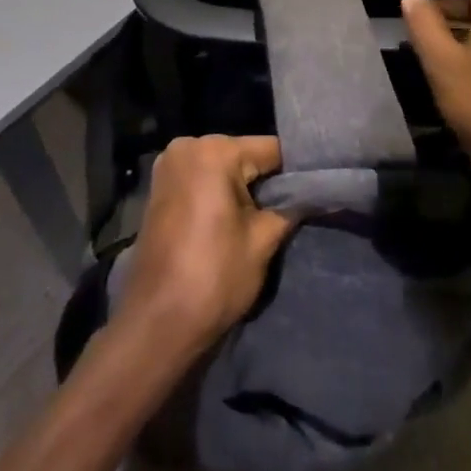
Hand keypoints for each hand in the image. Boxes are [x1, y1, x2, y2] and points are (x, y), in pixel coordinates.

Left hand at [115, 135, 295, 358]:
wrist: (157, 323)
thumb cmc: (214, 277)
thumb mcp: (263, 241)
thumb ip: (289, 208)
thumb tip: (312, 194)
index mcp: (214, 151)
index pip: (270, 149)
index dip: (295, 172)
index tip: (314, 190)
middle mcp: (187, 146)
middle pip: (244, 155)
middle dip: (265, 180)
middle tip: (290, 209)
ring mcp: (168, 166)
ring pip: (222, 168)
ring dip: (242, 189)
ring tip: (264, 217)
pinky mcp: (159, 188)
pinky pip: (201, 180)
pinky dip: (219, 194)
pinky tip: (233, 219)